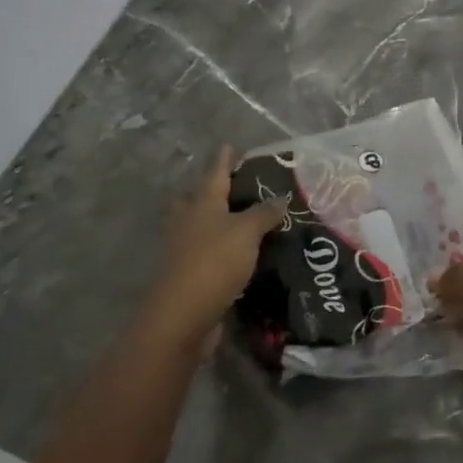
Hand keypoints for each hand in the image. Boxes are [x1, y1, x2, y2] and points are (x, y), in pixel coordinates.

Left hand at [143, 147, 285, 351]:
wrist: (182, 317)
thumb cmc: (214, 263)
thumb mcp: (246, 232)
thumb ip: (264, 213)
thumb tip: (280, 197)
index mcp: (202, 204)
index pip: (215, 173)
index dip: (224, 160)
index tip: (230, 146)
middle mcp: (188, 222)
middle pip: (196, 199)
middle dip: (210, 191)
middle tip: (231, 187)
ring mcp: (183, 251)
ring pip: (197, 227)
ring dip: (213, 222)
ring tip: (238, 221)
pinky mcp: (187, 277)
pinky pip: (204, 254)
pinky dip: (218, 250)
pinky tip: (236, 255)